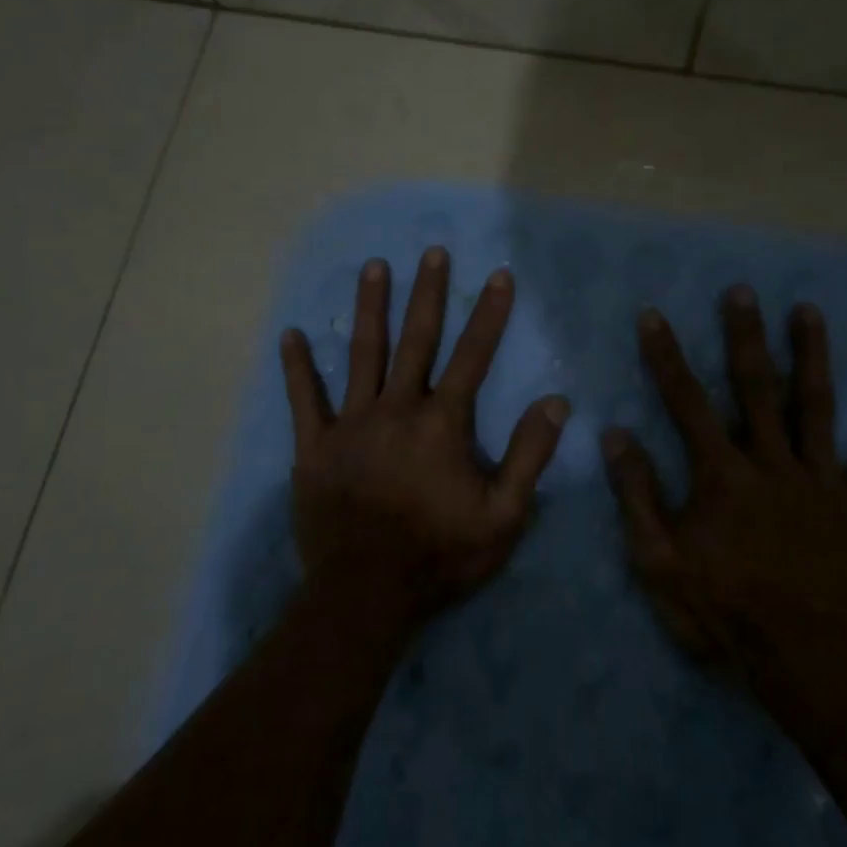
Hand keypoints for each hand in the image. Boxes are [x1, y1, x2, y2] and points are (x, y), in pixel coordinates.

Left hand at [279, 248, 570, 626]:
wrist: (365, 594)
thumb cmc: (441, 555)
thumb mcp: (504, 516)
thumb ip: (530, 456)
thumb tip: (556, 402)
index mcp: (443, 423)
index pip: (473, 356)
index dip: (489, 314)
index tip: (498, 275)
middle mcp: (397, 409)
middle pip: (416, 340)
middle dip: (427, 293)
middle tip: (431, 252)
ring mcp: (351, 424)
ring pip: (362, 354)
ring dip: (369, 308)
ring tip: (374, 267)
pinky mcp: (314, 447)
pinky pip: (304, 400)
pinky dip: (297, 368)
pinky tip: (290, 335)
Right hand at [601, 286, 846, 673]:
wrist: (807, 662)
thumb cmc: (723, 611)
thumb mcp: (658, 560)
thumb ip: (637, 494)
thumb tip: (615, 434)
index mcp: (721, 474)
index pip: (686, 402)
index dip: (666, 357)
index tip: (654, 316)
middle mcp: (772, 463)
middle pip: (756, 388)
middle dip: (745, 336)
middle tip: (743, 291)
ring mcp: (822, 482)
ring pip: (818, 407)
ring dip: (812, 357)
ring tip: (808, 312)